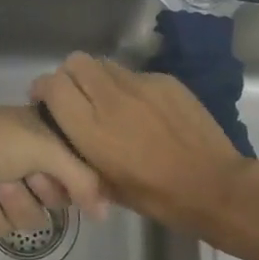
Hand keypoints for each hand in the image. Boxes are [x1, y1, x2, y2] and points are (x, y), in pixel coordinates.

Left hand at [0, 106, 108, 237]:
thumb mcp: (46, 148)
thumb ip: (83, 179)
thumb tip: (105, 213)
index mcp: (40, 133)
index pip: (75, 166)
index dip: (72, 178)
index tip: (68, 180)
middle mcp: (24, 158)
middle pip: (54, 196)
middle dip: (39, 190)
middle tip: (24, 176)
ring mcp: (2, 184)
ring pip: (29, 217)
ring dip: (12, 202)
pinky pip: (1, 227)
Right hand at [29, 53, 257, 238]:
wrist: (214, 186)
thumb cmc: (156, 196)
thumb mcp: (105, 186)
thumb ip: (80, 154)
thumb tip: (67, 137)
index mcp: (91, 128)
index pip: (53, 84)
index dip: (44, 89)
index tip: (46, 101)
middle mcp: (111, 98)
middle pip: (75, 62)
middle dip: (70, 75)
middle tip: (78, 97)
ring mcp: (141, 84)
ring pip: (105, 64)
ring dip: (99, 79)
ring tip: (110, 102)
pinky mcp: (165, 80)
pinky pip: (135, 74)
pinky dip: (130, 87)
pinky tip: (144, 111)